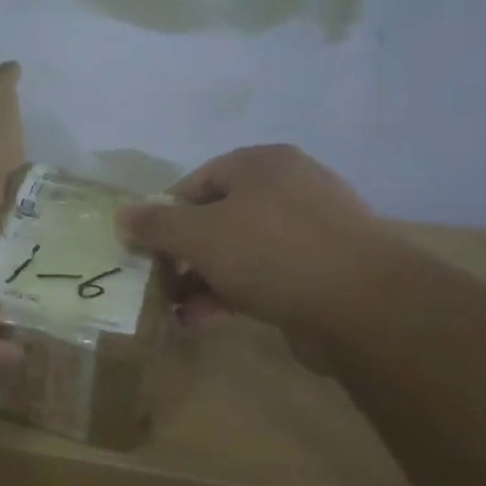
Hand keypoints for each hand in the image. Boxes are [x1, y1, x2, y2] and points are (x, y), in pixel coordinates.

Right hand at [116, 145, 406, 360]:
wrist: (364, 305)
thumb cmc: (271, 251)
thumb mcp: (200, 234)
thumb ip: (156, 225)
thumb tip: (120, 215)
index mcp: (262, 164)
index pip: (197, 181)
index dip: (164, 213)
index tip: (143, 246)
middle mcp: (288, 189)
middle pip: (217, 218)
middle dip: (182, 253)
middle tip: (156, 280)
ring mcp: (310, 232)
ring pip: (239, 252)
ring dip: (202, 279)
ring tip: (172, 308)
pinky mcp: (322, 272)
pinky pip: (263, 277)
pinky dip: (231, 295)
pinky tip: (201, 321)